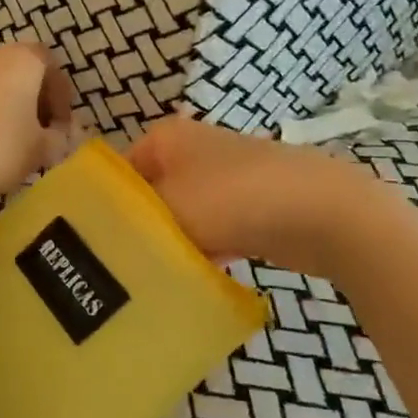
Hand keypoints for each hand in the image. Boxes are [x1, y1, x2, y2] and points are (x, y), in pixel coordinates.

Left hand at [0, 41, 77, 209]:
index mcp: (19, 59)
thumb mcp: (39, 151)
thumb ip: (57, 140)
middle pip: (15, 68)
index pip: (48, 62)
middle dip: (28, 96)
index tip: (61, 123)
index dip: (60, 92)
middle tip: (35, 131)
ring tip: (2, 139)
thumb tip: (60, 136)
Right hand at [126, 115, 388, 275]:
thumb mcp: (167, 209)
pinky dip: (205, 251)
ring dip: (173, 243)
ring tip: (153, 280)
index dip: (104, 207)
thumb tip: (109, 238)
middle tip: (120, 270)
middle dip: (140, 228)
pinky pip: (214, 230)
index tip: (94, 247)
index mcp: (167, 136)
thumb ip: (130, 222)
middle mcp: (193, 149)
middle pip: (150, 195)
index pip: (118, 172)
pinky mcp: (252, 206)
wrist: (323, 212)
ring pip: (182, 215)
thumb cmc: (232, 199)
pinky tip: (194, 279)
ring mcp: (226, 177)